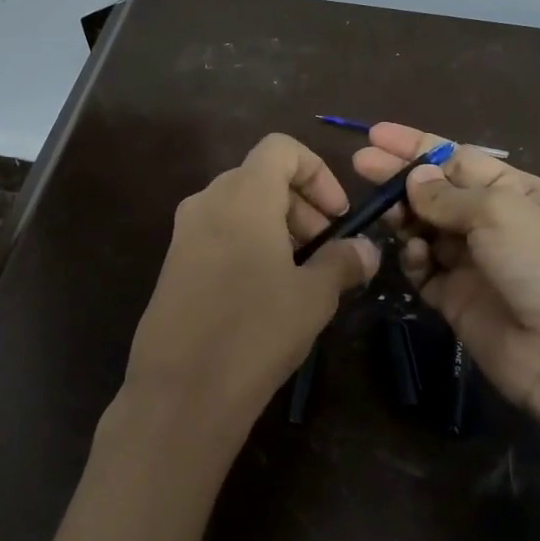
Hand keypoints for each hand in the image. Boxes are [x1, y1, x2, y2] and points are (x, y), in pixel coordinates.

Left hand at [106, 134, 379, 463]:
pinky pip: (219, 234)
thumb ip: (343, 261)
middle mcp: (207, 201)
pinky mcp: (173, 263)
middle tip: (326, 251)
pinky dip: (249, 245)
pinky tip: (265, 293)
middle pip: (261, 177)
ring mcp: (184, 233)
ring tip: (300, 275)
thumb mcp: (314, 296)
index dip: (317, 172)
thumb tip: (366, 249)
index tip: (337, 217)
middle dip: (301, 205)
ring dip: (277, 227)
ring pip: (240, 207)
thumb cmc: (255, 331)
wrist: (181, 391)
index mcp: (243, 195)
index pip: (281, 148)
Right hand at [353, 123, 539, 425]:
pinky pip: (423, 269)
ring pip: (424, 228)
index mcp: (514, 191)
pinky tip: (415, 256)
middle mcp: (492, 222)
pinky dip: (414, 259)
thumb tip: (414, 178)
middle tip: (360, 164)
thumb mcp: (499, 212)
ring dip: (405, 217)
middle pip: (435, 191)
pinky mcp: (454, 297)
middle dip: (399, 177)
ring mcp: (471, 261)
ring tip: (386, 213)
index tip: (375, 135)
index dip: (416, 146)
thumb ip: (448, 194)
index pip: (456, 159)